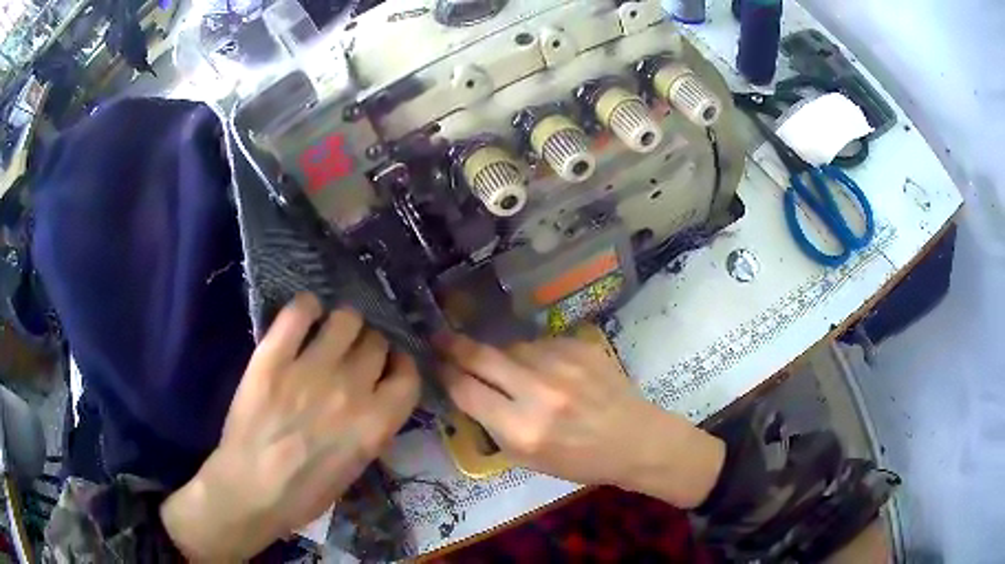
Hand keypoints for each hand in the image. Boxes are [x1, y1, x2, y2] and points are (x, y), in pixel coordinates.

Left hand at [161, 294, 420, 560]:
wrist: (252, 490)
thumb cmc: (306, 491)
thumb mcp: (356, 467)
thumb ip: (372, 427)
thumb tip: (375, 397)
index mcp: (376, 423)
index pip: (408, 375)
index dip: (399, 366)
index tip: (388, 367)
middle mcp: (351, 390)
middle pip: (376, 342)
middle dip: (370, 346)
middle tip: (352, 355)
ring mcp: (310, 369)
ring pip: (346, 319)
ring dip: (344, 324)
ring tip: (330, 333)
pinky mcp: (273, 358)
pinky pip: (299, 312)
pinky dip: (307, 307)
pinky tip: (305, 316)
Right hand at [437, 334, 723, 507]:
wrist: (635, 439)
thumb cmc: (580, 460)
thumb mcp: (528, 460)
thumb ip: (493, 426)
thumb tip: (466, 390)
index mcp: (522, 429)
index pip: (466, 391)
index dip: (446, 375)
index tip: (436, 365)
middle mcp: (539, 392)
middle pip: (481, 356)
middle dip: (454, 345)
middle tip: (440, 337)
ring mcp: (562, 364)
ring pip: (512, 347)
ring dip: (504, 357)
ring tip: (517, 374)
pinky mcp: (580, 346)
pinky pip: (540, 343)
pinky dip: (535, 356)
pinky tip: (550, 372)